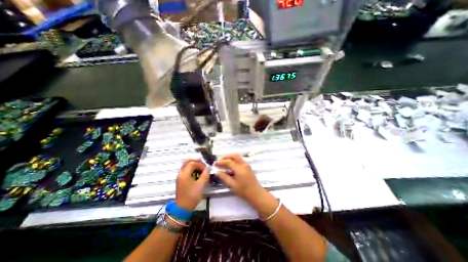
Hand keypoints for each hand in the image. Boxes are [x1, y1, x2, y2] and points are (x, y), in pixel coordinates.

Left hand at [174, 159, 208, 210]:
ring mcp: (180, 176)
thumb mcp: (201, 185)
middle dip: (196, 161)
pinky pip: (186, 169)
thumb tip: (208, 168)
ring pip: (187, 165)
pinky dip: (192, 169)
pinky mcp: (181, 179)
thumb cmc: (191, 196)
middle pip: (188, 161)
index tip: (206, 170)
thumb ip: (205, 175)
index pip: (192, 163)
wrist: (182, 208)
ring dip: (194, 165)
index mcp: (184, 174)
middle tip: (203, 165)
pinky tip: (197, 174)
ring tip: (201, 169)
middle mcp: (181, 173)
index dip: (201, 164)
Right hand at [214, 153, 264, 201]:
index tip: (215, 164)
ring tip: (224, 163)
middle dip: (226, 157)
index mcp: (239, 168)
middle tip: (220, 161)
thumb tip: (217, 172)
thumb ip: (224, 177)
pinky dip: (234, 161)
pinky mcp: (248, 167)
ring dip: (230, 158)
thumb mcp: (232, 185)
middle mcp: (243, 164)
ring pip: (238, 157)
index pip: (228, 162)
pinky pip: (240, 160)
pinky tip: (230, 167)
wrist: (256, 193)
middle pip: (234, 155)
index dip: (221, 162)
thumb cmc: (244, 190)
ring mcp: (246, 165)